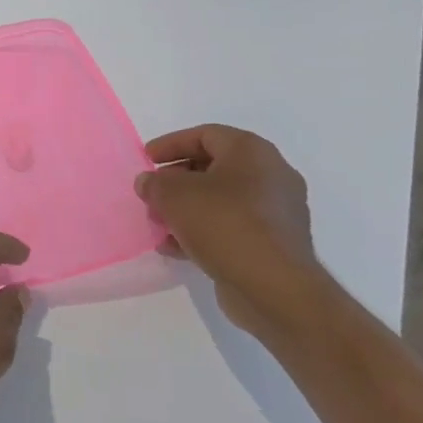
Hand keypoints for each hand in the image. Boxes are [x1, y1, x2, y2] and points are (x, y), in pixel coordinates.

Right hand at [134, 125, 336, 343]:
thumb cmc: (223, 223)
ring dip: (186, 209)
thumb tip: (150, 183)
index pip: (205, 135)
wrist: (274, 288)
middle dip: (176, 180)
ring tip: (159, 224)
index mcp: (252, 153)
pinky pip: (231, 227)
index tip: (146, 159)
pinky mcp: (274, 244)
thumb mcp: (173, 194)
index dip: (171, 144)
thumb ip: (155, 183)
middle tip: (151, 193)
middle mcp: (271, 177)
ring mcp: (276, 213)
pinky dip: (203, 231)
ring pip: (221, 201)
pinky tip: (176, 248)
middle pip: (213, 168)